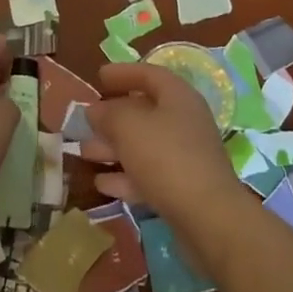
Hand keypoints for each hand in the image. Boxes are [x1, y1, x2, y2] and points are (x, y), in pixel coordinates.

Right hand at [82, 63, 246, 229]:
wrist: (208, 219)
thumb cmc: (166, 157)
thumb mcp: (128, 126)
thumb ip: (107, 114)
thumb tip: (95, 110)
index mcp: (178, 97)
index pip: (149, 74)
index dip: (123, 73)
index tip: (98, 77)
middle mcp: (184, 122)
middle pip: (144, 111)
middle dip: (112, 116)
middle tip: (85, 120)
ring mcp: (185, 157)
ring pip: (143, 145)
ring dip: (113, 147)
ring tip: (84, 151)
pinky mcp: (182, 189)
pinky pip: (148, 174)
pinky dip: (125, 176)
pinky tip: (101, 183)